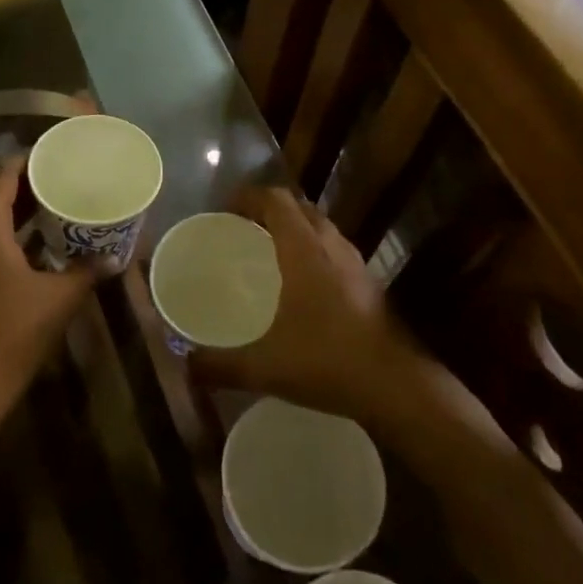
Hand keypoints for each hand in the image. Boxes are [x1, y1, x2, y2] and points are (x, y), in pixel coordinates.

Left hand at [0, 154, 97, 424]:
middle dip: (29, 185)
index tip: (56, 154)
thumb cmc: (15, 331)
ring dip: (21, 212)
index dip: (28, 160)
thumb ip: (88, 270)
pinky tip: (41, 246)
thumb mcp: (60, 297)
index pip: (3, 175)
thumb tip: (117, 256)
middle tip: (65, 178)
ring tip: (58, 205)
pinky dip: (13, 236)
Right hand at [189, 188, 420, 421]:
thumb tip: (185, 366)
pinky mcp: (370, 285)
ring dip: (296, 228)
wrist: (397, 387)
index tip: (225, 209)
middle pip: (300, 208)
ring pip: (322, 228)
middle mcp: (331, 247)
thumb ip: (221, 365)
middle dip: (270, 209)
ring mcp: (356, 265)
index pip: (276, 200)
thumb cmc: (328, 362)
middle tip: (243, 228)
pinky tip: (303, 285)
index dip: (249, 197)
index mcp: (304, 251)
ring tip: (270, 250)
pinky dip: (314, 251)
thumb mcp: (265, 367)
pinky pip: (335, 251)